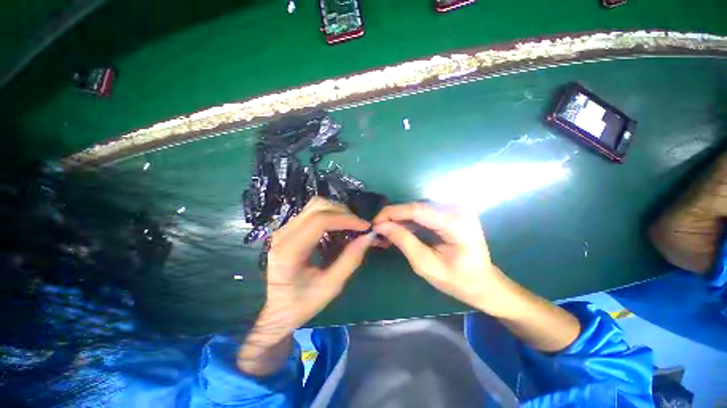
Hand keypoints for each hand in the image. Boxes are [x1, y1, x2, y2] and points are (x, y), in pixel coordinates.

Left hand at [238, 198, 372, 374]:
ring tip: (350, 226)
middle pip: (317, 207)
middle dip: (343, 212)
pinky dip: (330, 215)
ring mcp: (284, 229)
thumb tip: (368, 237)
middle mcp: (283, 234)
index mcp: (290, 251)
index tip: (364, 227)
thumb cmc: (303, 303)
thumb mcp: (331, 286)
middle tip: (358, 227)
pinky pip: (312, 212)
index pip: (319, 221)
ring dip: (336, 211)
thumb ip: (351, 259)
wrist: (277, 310)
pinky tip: (338, 227)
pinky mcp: (288, 229)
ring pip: (314, 205)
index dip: (346, 219)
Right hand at [373, 203, 515, 317]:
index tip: (374, 223)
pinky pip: (424, 212)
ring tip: (386, 232)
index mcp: (456, 222)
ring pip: (418, 208)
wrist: (485, 283)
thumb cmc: (459, 281)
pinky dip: (410, 220)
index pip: (416, 209)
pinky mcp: (451, 212)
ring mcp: (456, 208)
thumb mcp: (427, 265)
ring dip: (400, 219)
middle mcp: (457, 208)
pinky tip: (400, 229)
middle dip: (394, 217)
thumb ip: (404, 241)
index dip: (392, 213)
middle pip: (416, 206)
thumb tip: (381, 226)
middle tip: (378, 230)